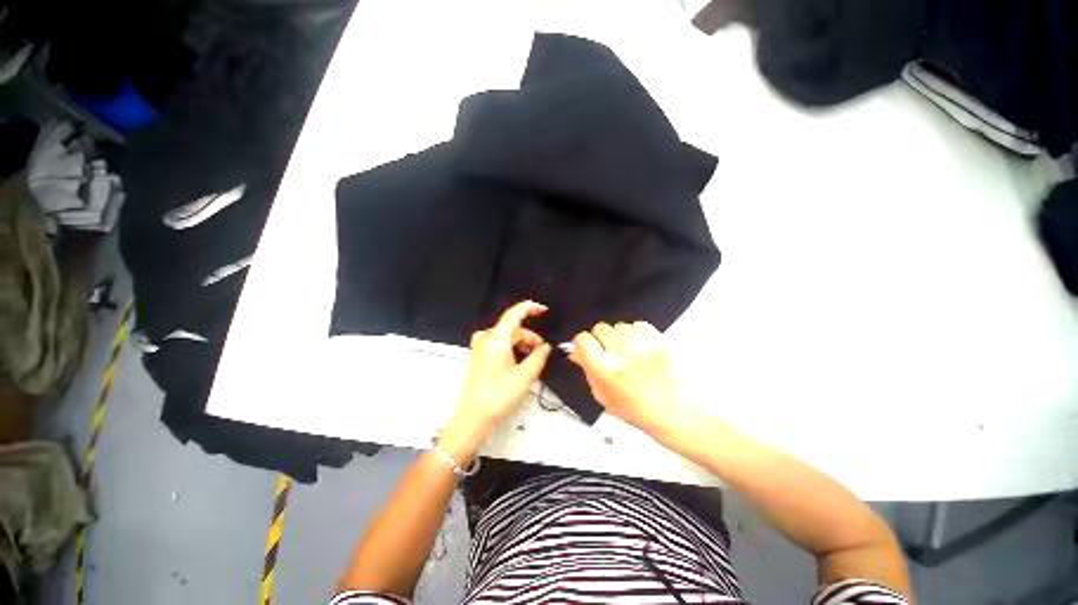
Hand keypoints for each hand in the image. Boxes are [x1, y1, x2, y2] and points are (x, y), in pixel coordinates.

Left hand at [441, 301, 551, 460]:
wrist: (473, 417)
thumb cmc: (498, 397)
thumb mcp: (525, 376)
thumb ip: (538, 357)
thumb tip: (546, 347)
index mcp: (496, 339)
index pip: (514, 313)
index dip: (530, 308)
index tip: (544, 310)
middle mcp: (485, 339)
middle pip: (512, 328)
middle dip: (529, 336)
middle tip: (542, 350)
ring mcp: (479, 347)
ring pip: (505, 336)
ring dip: (521, 343)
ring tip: (532, 358)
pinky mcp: (478, 356)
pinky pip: (498, 344)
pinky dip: (511, 347)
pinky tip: (518, 360)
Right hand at [569, 321, 688, 434]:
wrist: (673, 413)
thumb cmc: (638, 410)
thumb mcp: (603, 395)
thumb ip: (586, 370)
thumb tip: (575, 353)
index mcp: (605, 370)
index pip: (583, 340)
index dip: (582, 343)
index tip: (586, 347)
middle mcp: (622, 355)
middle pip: (600, 328)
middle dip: (601, 339)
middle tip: (609, 352)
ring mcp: (642, 346)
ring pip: (619, 325)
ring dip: (620, 337)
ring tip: (628, 353)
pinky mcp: (658, 341)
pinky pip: (639, 325)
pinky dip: (637, 333)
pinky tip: (640, 348)